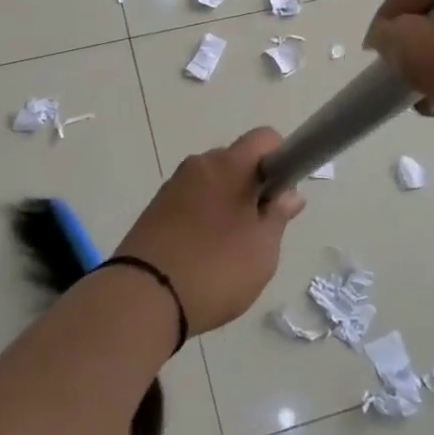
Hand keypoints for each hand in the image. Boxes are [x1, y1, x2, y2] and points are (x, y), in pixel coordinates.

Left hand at [115, 128, 305, 334]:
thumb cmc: (215, 268)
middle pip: (237, 160)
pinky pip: (191, 200)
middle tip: (259, 229)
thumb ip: (278, 216)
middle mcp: (199, 164)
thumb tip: (289, 193)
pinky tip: (202, 253)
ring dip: (227, 203)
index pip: (264, 138)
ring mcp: (174, 185)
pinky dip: (203, 216)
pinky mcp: (156, 207)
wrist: (143, 296)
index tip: (281, 194)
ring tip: (229, 249)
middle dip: (253, 186)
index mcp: (229, 165)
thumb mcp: (262, 250)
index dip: (281, 159)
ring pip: (213, 182)